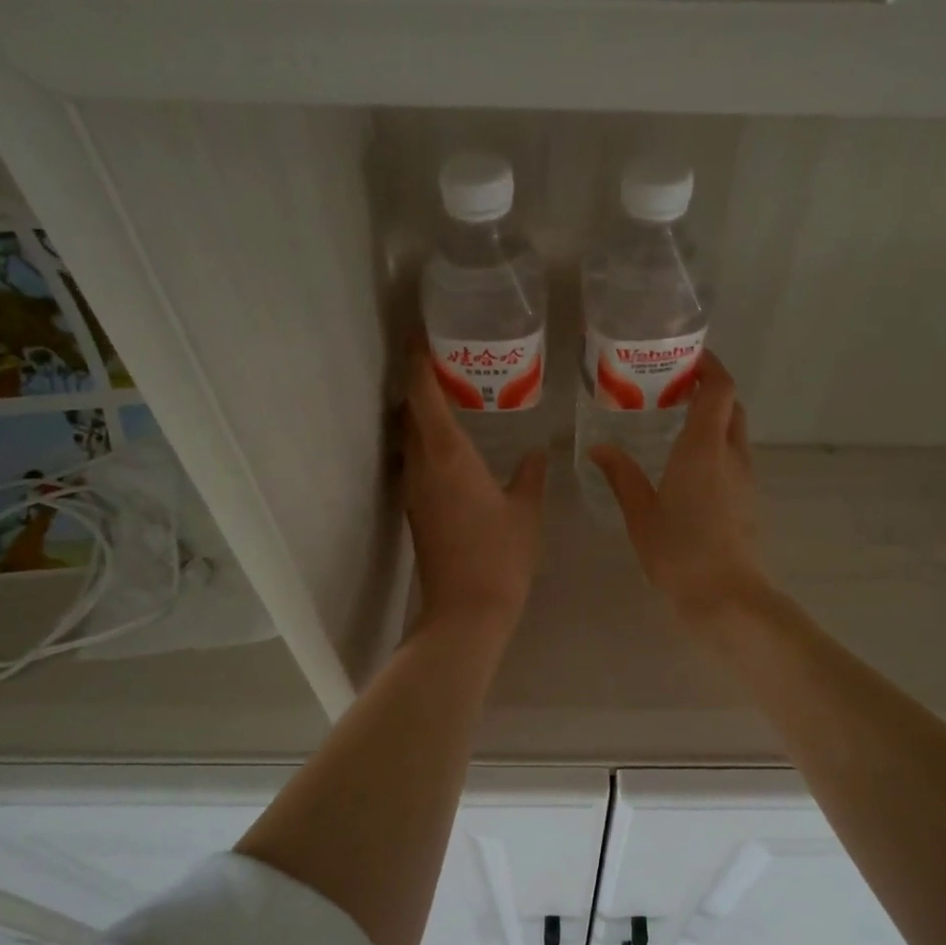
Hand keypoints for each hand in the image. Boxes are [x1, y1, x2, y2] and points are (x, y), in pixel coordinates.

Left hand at [402, 338, 546, 634]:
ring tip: (453, 395)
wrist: (466, 610)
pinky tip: (455, 444)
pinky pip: (417, 459)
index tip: (421, 334)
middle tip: (448, 360)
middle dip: (421, 382)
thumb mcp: (526, 511)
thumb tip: (535, 451)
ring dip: (422, 412)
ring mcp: (414, 489)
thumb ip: (530, 475)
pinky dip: (428, 440)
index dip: (417, 360)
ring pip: (410, 436)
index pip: (422, 394)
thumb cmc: (501, 555)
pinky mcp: (416, 509)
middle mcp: (422, 465)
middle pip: (410, 411)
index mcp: (448, 455)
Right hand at [589, 352, 773, 633]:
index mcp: (704, 447)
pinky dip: (717, 448)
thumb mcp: (640, 513)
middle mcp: (731, 454)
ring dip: (714, 420)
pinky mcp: (750, 500)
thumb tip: (599, 448)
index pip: (720, 387)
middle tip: (673, 390)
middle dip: (709, 389)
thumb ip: (621, 475)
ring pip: (735, 433)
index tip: (685, 357)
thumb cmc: (679, 551)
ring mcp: (746, 478)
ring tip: (676, 426)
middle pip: (731, 405)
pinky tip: (689, 468)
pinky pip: (735, 459)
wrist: (726, 597)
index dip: (709, 365)